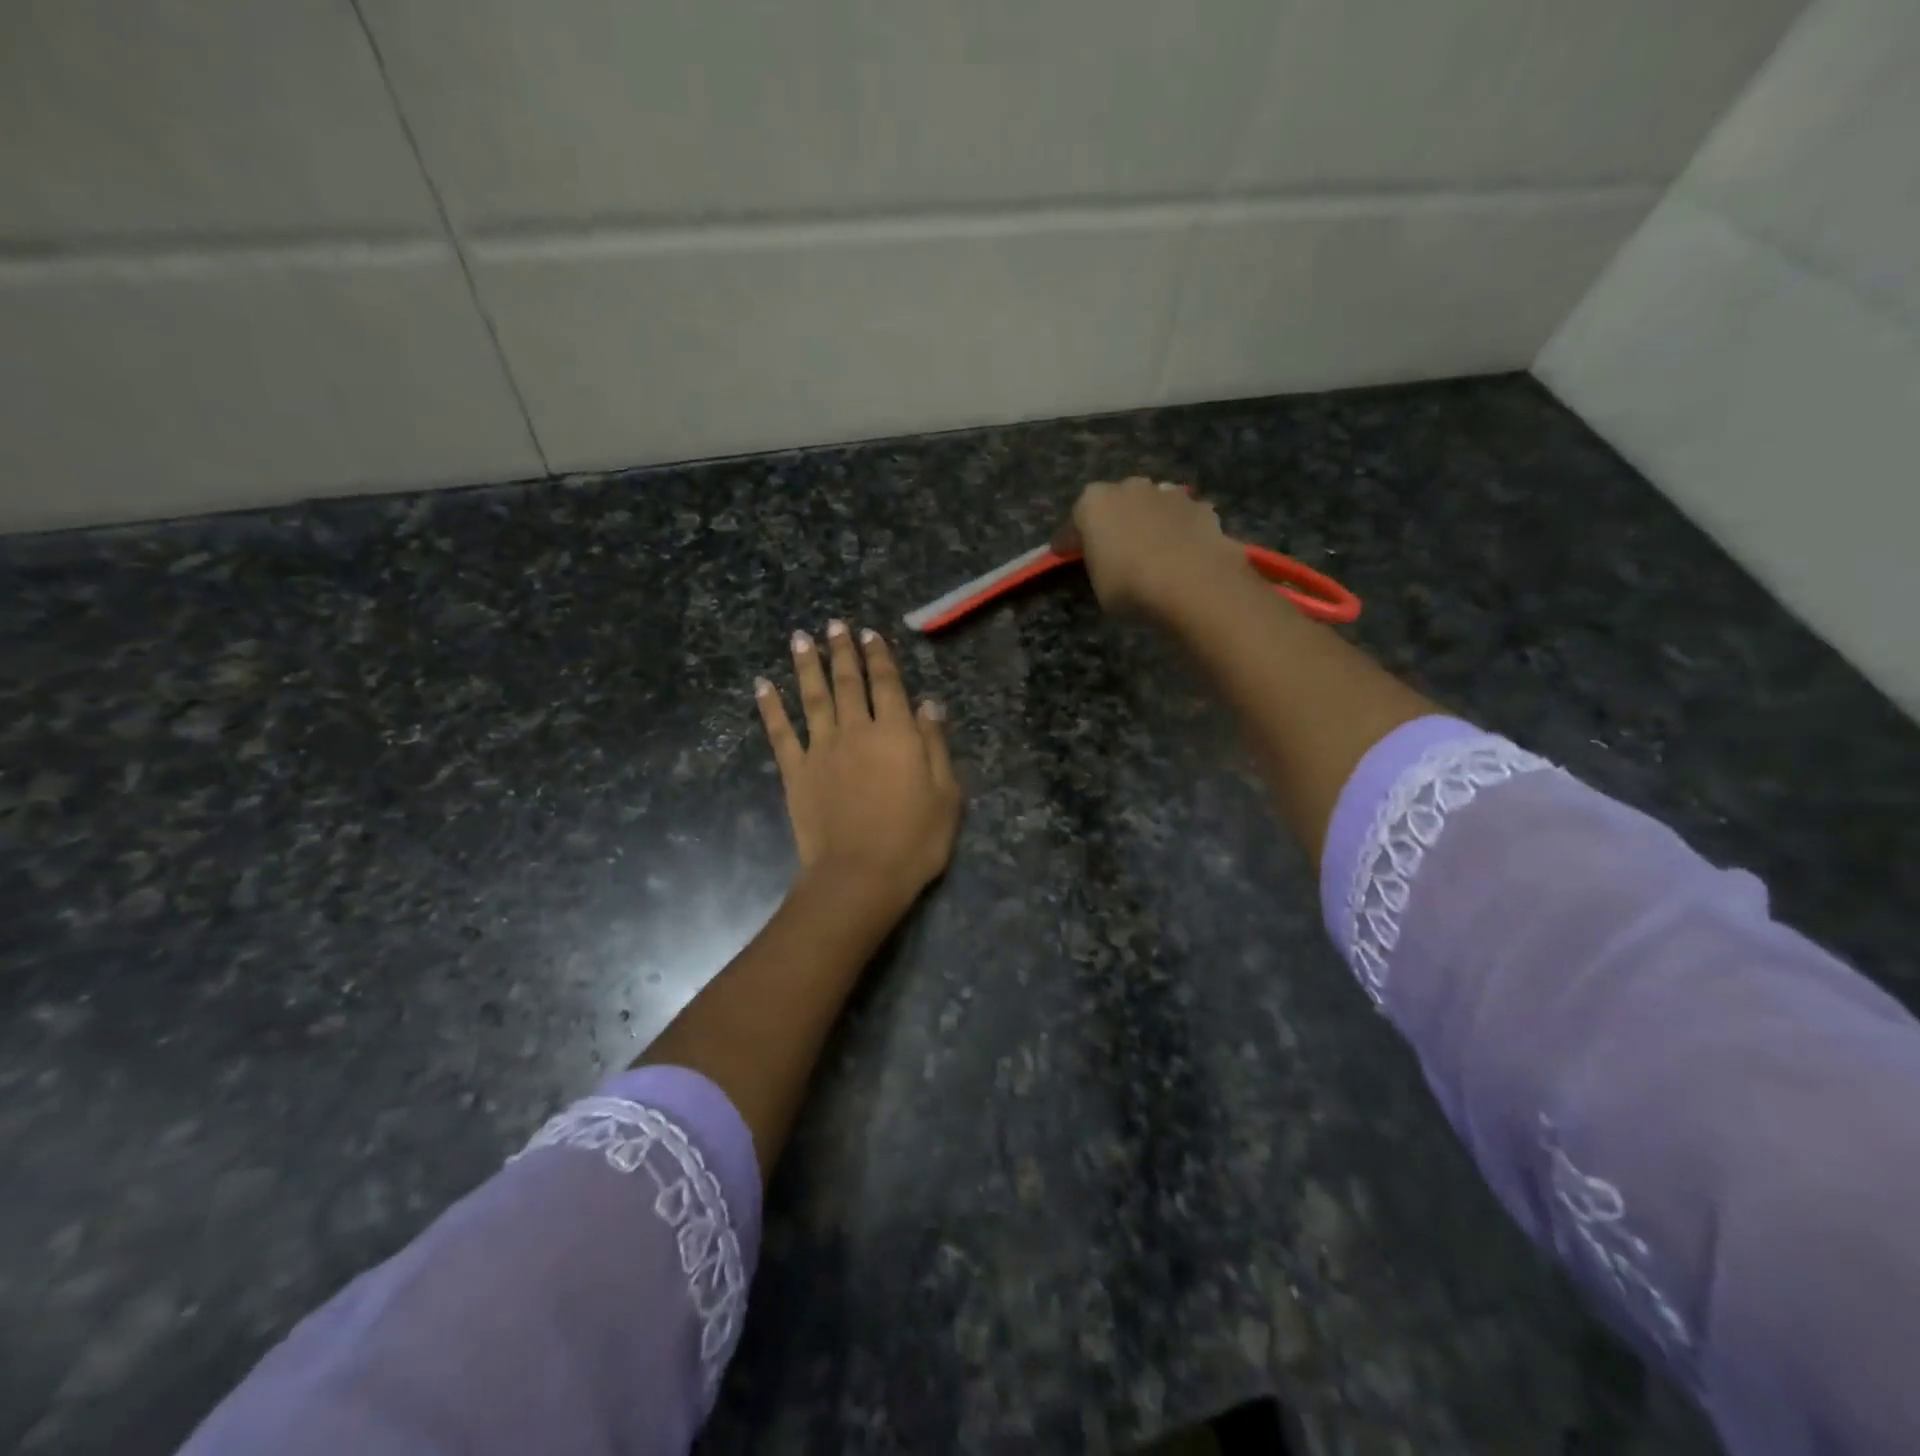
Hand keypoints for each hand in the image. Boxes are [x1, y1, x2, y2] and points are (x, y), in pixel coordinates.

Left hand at [755, 620, 961, 907]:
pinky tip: (762, 685)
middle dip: (841, 651)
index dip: (879, 657)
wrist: (860, 876)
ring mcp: (821, 749)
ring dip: (806, 665)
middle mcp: (855, 730)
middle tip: (833, 625)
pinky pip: (780, 732)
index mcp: (895, 733)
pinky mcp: (796, 772)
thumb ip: (934, 745)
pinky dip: (771, 707)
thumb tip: (928, 704)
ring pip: (812, 697)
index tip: (870, 634)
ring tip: (800, 638)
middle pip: (847, 682)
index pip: (886, 684)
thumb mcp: (946, 794)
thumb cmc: (914, 840)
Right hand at [1057, 476, 1244, 616]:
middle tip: (1112, 549)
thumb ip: (1098, 564)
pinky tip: (1182, 553)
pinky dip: (1179, 532)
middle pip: (1115, 504)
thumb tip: (1104, 560)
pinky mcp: (1202, 508)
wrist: (1194, 584)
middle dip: (1113, 522)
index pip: (1074, 522)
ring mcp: (1169, 494)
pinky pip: (1182, 520)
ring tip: (1151, 550)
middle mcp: (1129, 488)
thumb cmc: (1130, 586)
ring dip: (1148, 522)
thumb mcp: (1098, 585)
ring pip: (1151, 506)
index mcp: (1093, 503)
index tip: (1065, 555)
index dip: (1070, 541)